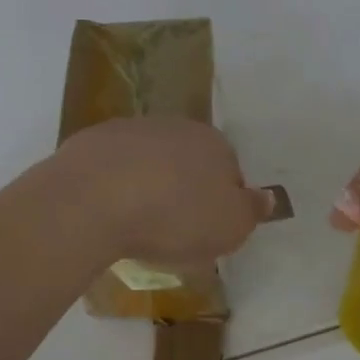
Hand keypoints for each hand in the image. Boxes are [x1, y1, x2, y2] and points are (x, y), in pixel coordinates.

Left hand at [52, 118, 275, 265]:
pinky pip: (111, 167)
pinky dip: (112, 185)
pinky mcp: (91, 142)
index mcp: (214, 144)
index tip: (207, 232)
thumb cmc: (174, 217)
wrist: (94, 199)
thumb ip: (252, 211)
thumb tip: (268, 197)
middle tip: (172, 230)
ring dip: (147, 184)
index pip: (230, 172)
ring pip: (148, 161)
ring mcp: (130, 130)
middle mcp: (175, 127)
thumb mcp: (230, 227)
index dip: (221, 203)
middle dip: (183, 190)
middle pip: (188, 162)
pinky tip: (106, 212)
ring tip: (135, 224)